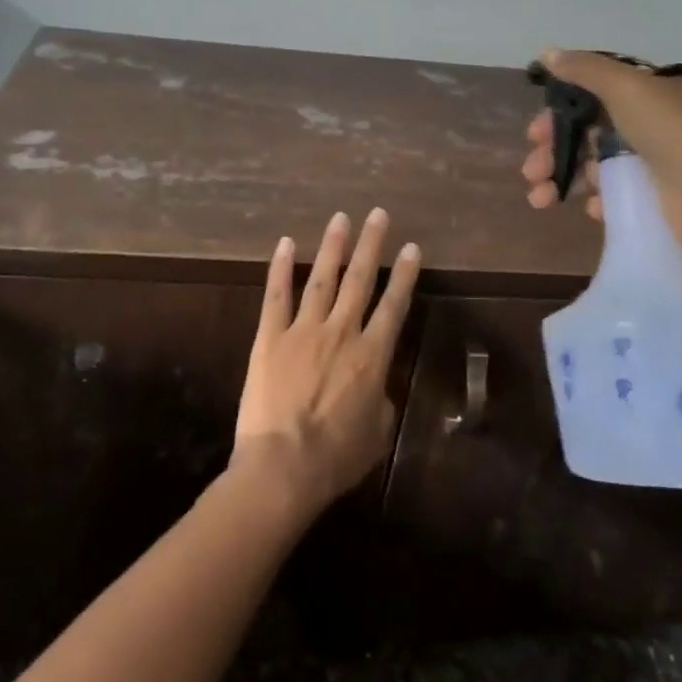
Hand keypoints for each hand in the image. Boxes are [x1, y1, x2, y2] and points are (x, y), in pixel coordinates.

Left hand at [232, 209, 420, 515]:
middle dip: (371, 245)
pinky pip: (276, 296)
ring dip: (333, 246)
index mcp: (372, 356)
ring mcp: (303, 330)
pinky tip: (286, 243)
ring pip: (322, 279)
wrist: (284, 466)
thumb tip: (377, 385)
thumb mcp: (378, 434)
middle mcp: (341, 332)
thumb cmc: (336, 457)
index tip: (411, 248)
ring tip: (340, 218)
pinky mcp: (270, 337)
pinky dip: (281, 268)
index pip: (394, 305)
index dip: (404, 275)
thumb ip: (381, 400)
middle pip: (360, 280)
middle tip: (377, 214)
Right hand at [519, 48, 681, 270]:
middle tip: (531, 169)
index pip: (590, 95)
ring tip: (540, 199)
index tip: (535, 131)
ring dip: (560, 179)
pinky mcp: (649, 199)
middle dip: (551, 151)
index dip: (559, 112)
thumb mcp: (627, 87)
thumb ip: (585, 69)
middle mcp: (645, 124)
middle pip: (584, 133)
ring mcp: (647, 164)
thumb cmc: (672, 132)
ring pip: (589, 167)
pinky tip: (594, 208)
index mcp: (644, 93)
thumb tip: (546, 52)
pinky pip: (611, 197)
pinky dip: (596, 201)